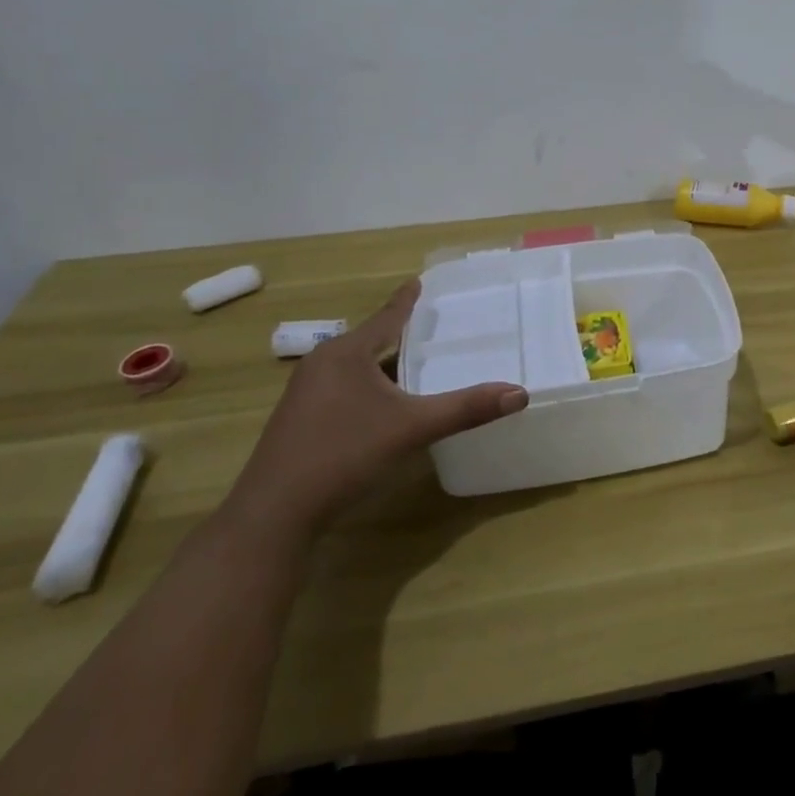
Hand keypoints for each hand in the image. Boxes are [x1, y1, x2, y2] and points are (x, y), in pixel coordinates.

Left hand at [224, 280, 527, 539]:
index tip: (419, 281)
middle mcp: (322, 364)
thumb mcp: (412, 428)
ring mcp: (305, 394)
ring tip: (417, 363)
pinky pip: (344, 388)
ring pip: (356, 367)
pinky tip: (386, 404)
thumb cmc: (344, 455)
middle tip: (434, 326)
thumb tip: (520, 394)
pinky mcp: (300, 420)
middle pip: (370, 340)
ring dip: (384, 364)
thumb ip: (466, 409)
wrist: (274, 514)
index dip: (407, 300)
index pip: (386, 316)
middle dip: (400, 334)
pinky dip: (370, 386)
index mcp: (346, 353)